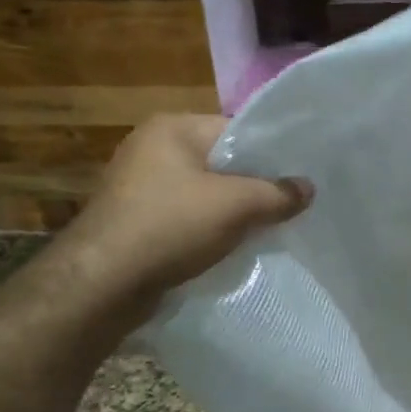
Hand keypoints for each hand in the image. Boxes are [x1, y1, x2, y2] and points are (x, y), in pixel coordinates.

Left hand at [65, 114, 311, 305]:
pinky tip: (226, 247)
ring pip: (203, 193)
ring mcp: (138, 185)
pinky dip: (206, 229)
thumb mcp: (236, 206)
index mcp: (172, 128)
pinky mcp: (134, 219)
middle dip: (252, 186)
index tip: (297, 179)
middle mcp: (151, 148)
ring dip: (230, 211)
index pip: (236, 130)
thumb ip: (277, 193)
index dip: (270, 154)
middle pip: (221, 162)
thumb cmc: (170, 226)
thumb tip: (308, 188)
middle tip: (287, 206)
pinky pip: (184, 216)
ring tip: (263, 230)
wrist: (102, 283)